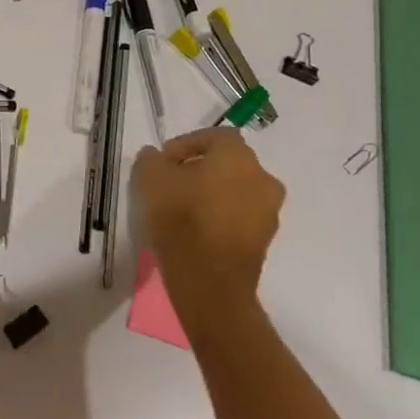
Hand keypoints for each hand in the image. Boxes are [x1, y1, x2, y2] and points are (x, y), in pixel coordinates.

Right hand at [132, 129, 284, 293]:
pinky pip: (240, 217)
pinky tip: (196, 230)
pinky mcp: (265, 241)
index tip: (164, 161)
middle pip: (228, 164)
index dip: (187, 144)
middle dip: (200, 169)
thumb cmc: (181, 218)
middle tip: (172, 183)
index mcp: (238, 156)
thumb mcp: (150, 179)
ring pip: (236, 191)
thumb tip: (156, 157)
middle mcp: (262, 178)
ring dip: (212, 193)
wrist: (210, 282)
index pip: (215, 136)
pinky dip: (220, 216)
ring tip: (181, 208)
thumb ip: (151, 160)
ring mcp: (268, 212)